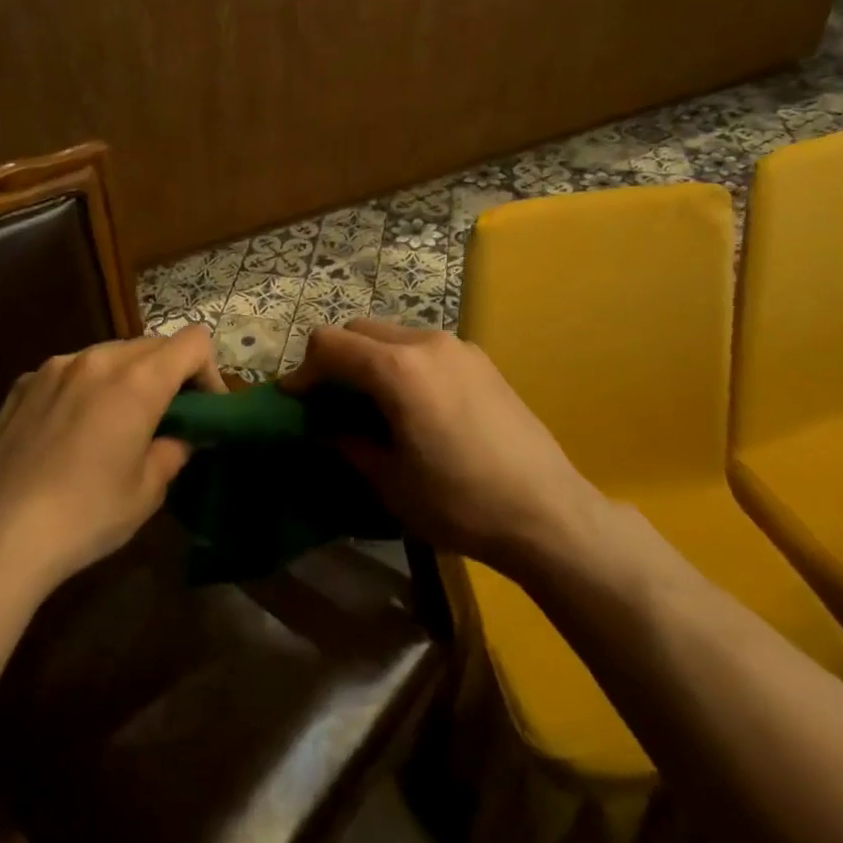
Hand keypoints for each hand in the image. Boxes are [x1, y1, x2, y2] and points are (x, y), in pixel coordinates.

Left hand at [0, 326, 223, 593]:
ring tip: (116, 423)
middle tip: (165, 418)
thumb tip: (180, 437)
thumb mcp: (147, 491)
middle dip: (168, 374)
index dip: (208, 370)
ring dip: (126, 378)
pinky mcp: (23, 384)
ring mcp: (54, 367)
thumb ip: (173, 450)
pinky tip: (71, 431)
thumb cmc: (86, 514)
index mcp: (137, 381)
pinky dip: (85, 388)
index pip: (193, 342)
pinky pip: (69, 371)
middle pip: (151, 345)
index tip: (203, 408)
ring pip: (108, 355)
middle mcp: (97, 359)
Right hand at [283, 319, 600, 571]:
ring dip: (369, 359)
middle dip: (335, 359)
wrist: (547, 512)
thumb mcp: (388, 480)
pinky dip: (401, 363)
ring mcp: (459, 347)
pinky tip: (412, 405)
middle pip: (359, 330)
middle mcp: (426, 342)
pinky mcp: (481, 361)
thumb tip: (324, 426)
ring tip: (370, 404)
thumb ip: (346, 441)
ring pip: (393, 334)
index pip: (329, 344)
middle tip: (329, 402)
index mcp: (397, 368)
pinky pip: (424, 347)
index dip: (303, 370)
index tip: (295, 402)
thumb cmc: (458, 501)